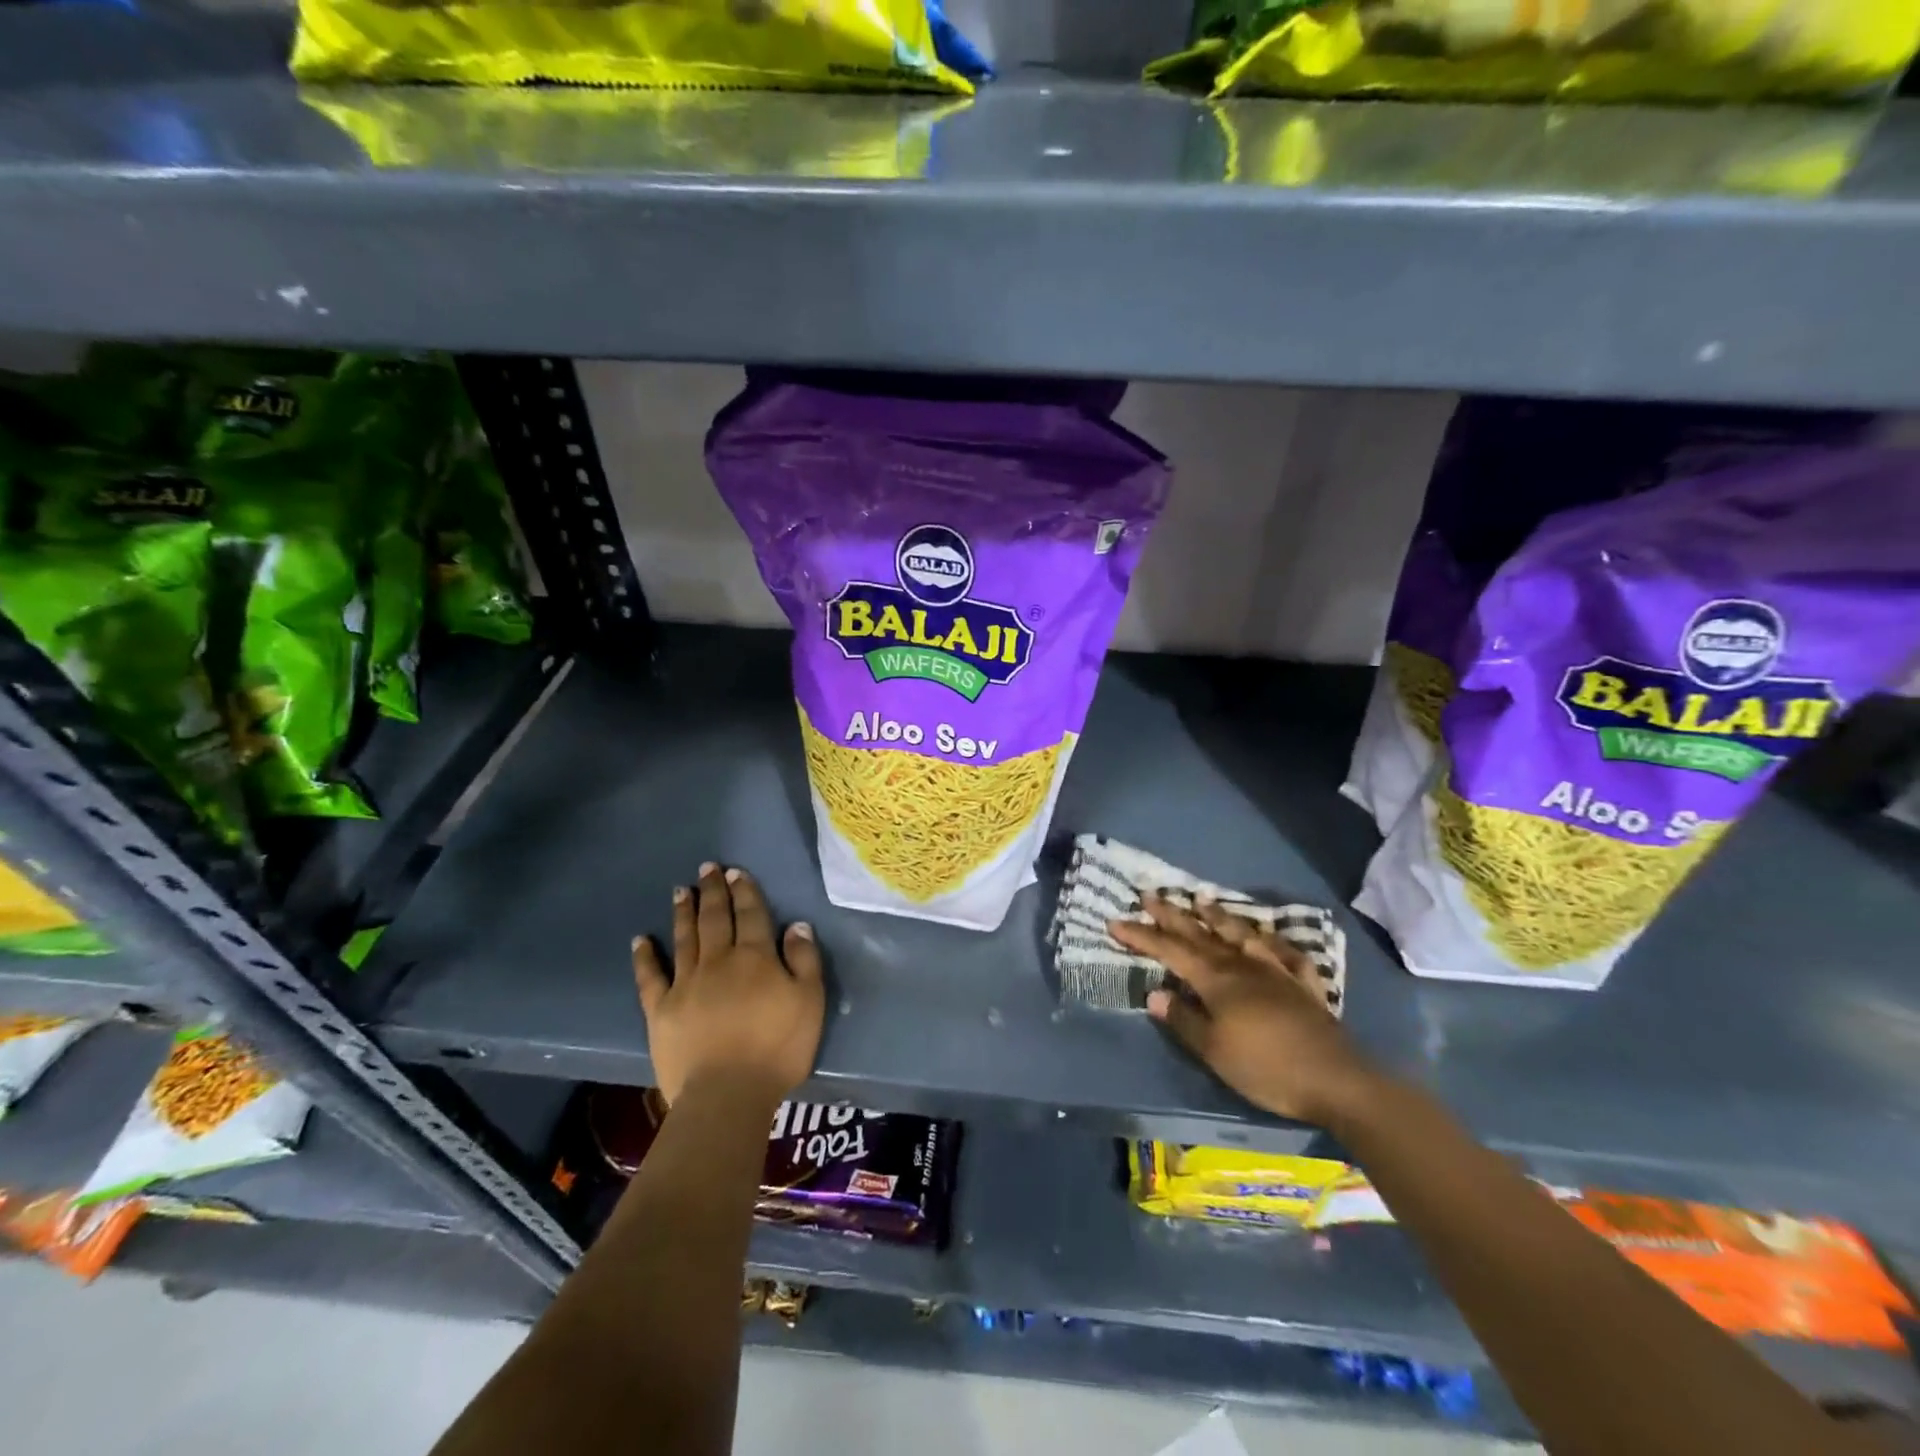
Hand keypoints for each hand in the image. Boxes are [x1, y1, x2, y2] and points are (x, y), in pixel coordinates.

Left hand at [633, 863, 824, 1108]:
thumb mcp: (809, 1001)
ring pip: (685, 939)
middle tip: (707, 868)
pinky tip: (640, 940)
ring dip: (683, 912)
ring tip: (680, 891)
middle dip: (712, 892)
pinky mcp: (660, 1010)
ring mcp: (685, 984)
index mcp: (755, 957)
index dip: (744, 891)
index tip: (735, 872)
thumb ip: (804, 960)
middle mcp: (718, 961)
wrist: (727, 1093)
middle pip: (715, 919)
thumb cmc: (777, 1048)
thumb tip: (796, 926)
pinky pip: (650, 977)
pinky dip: (645, 957)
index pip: (750, 915)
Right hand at [1111, 895, 1377, 1126]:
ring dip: (1218, 916)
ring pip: (1240, 934)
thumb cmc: (1265, 1067)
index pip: (1170, 951)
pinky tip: (1268, 937)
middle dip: (1171, 915)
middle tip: (1149, 894)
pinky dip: (1272, 941)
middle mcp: (1242, 965)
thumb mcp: (1214, 1050)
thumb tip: (1154, 993)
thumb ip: (1183, 1020)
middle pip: (1200, 934)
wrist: (1335, 1080)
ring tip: (1201, 899)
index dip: (1142, 936)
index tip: (1116, 921)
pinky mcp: (1302, 984)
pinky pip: (1284, 953)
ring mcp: (1275, 970)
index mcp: (1216, 979)